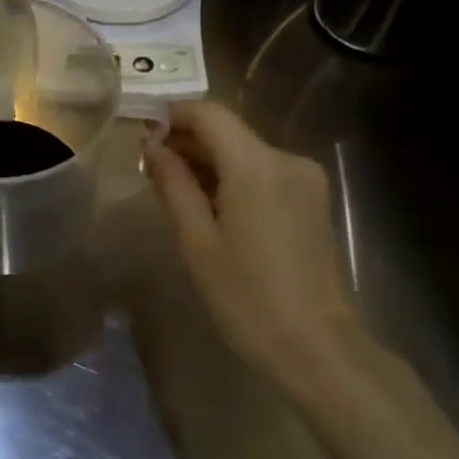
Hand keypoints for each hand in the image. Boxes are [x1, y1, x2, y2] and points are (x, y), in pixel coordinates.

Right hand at [146, 102, 366, 398]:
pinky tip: (211, 208)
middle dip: (187, 142)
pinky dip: (233, 179)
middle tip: (149, 169)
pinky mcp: (312, 199)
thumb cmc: (246, 296)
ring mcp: (305, 179)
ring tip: (174, 192)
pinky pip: (263, 173)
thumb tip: (152, 148)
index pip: (209, 113)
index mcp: (255, 165)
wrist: (316, 345)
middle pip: (228, 132)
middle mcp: (286, 159)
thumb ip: (173, 186)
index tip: (142, 135)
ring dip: (209, 163)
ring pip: (245, 152)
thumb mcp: (196, 242)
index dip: (172, 116)